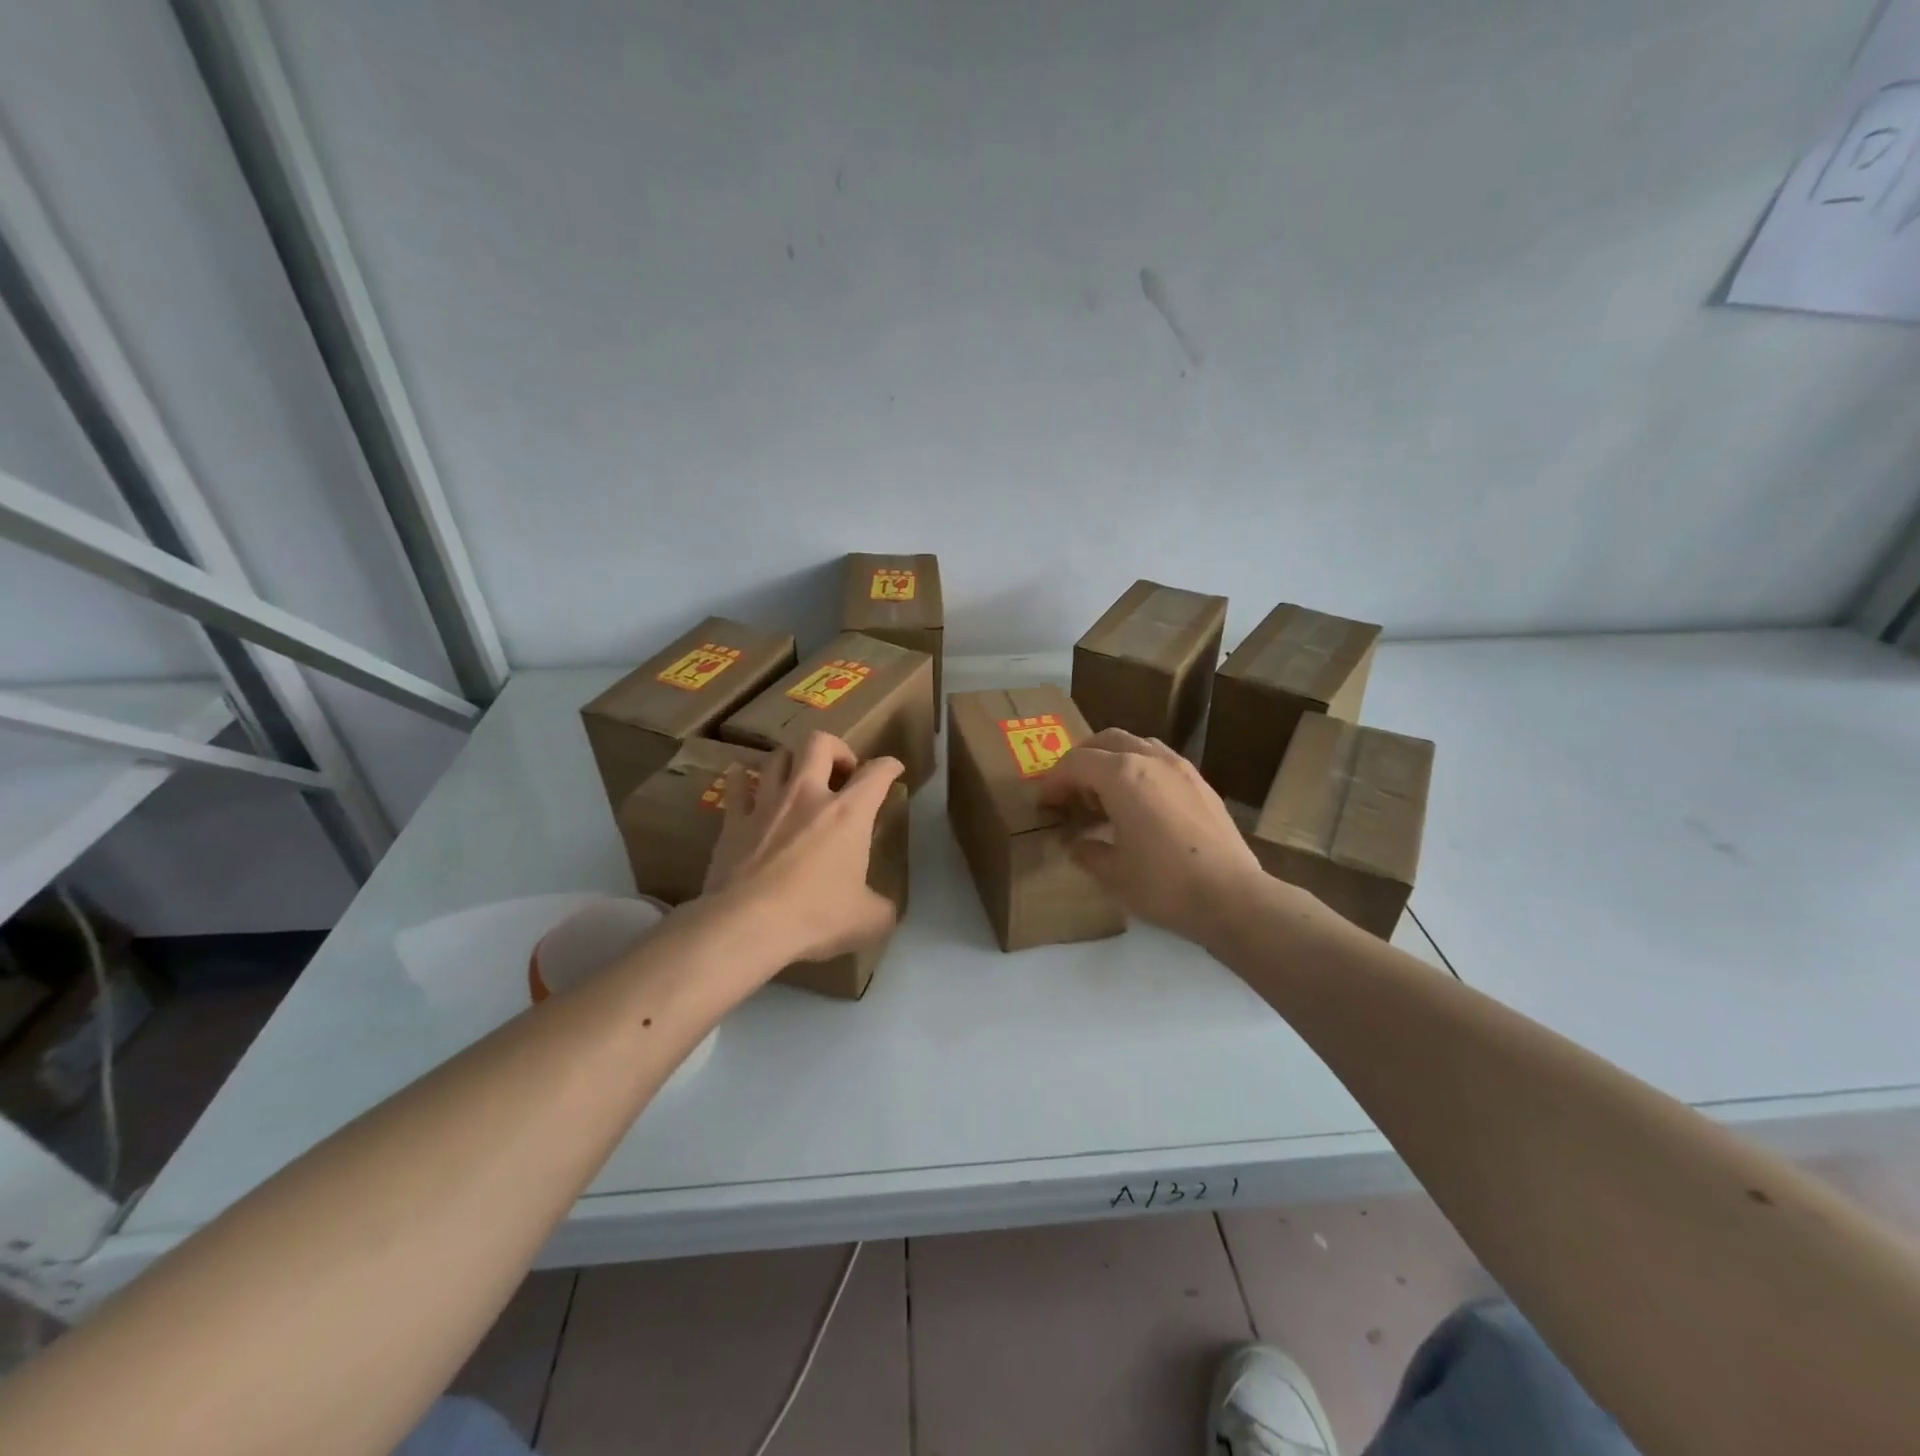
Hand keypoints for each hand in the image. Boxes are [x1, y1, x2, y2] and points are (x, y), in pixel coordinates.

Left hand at [702, 732, 904, 964]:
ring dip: (791, 762)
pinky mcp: (734, 821)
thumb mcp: (867, 920)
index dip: (889, 766)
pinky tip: (743, 780)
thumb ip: (882, 909)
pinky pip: (736, 785)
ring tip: (797, 778)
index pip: (877, 773)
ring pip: (778, 757)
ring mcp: (767, 803)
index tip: (893, 770)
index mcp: (848, 813)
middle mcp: (808, 795)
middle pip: (820, 743)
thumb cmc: (815, 916)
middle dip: (836, 749)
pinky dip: (742, 779)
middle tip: (841, 773)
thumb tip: (887, 912)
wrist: (747, 924)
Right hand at [1038, 728, 1270, 944]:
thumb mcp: (1112, 873)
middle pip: (1106, 740)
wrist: (1232, 897)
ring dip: (1112, 759)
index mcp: (1123, 775)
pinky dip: (1139, 769)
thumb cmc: (1164, 884)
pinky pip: (1160, 760)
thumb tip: (1077, 844)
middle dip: (1081, 760)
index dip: (1054, 780)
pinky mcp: (1201, 783)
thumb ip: (1087, 852)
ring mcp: (1181, 768)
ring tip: (1104, 793)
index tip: (1045, 803)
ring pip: (1136, 744)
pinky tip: (1139, 802)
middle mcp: (1151, 759)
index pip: (1076, 763)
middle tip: (1070, 790)